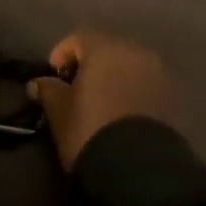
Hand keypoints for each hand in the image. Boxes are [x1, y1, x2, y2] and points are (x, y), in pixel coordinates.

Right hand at [29, 30, 174, 169]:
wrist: (137, 166)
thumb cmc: (90, 128)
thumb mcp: (59, 110)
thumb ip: (48, 90)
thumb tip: (37, 83)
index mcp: (105, 48)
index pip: (78, 38)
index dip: (61, 54)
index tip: (53, 77)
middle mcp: (134, 51)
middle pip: (106, 49)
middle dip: (89, 64)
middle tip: (75, 89)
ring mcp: (156, 72)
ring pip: (127, 66)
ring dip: (112, 77)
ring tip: (98, 102)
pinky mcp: (169, 96)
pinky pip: (142, 84)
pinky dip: (129, 91)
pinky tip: (118, 112)